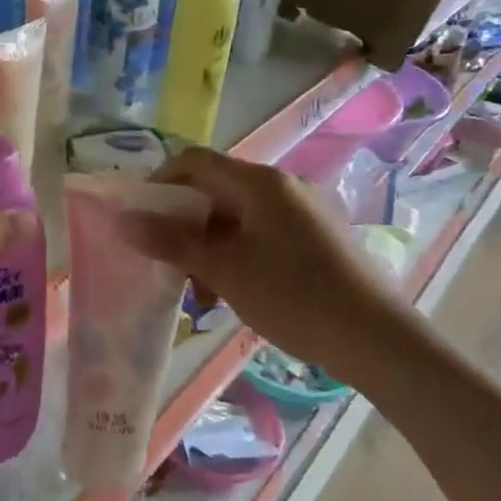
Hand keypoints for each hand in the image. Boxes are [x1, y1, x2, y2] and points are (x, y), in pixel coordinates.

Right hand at [126, 148, 410, 378]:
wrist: (377, 339)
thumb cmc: (293, 296)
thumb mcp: (223, 270)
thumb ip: (171, 242)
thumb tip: (123, 221)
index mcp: (259, 182)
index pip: (194, 160)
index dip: (159, 182)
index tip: (140, 218)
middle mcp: (282, 185)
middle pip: (215, 189)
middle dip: (184, 224)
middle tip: (168, 262)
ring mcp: (304, 211)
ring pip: (238, 216)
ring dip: (209, 245)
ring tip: (202, 292)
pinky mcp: (318, 237)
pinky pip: (263, 233)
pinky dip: (238, 254)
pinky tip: (235, 293)